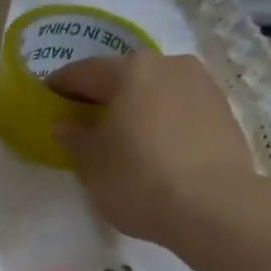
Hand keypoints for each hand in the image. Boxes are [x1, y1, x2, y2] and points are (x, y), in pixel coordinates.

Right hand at [49, 52, 258, 244]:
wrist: (213, 206)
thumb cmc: (139, 180)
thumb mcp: (92, 164)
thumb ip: (74, 138)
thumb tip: (64, 123)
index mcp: (130, 71)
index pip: (84, 72)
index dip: (61, 86)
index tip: (47, 99)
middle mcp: (169, 64)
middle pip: (124, 76)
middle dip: (102, 96)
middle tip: (85, 121)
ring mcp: (202, 84)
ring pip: (156, 90)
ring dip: (137, 107)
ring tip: (124, 136)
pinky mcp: (223, 110)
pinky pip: (180, 108)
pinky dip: (162, 120)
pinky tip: (156, 146)